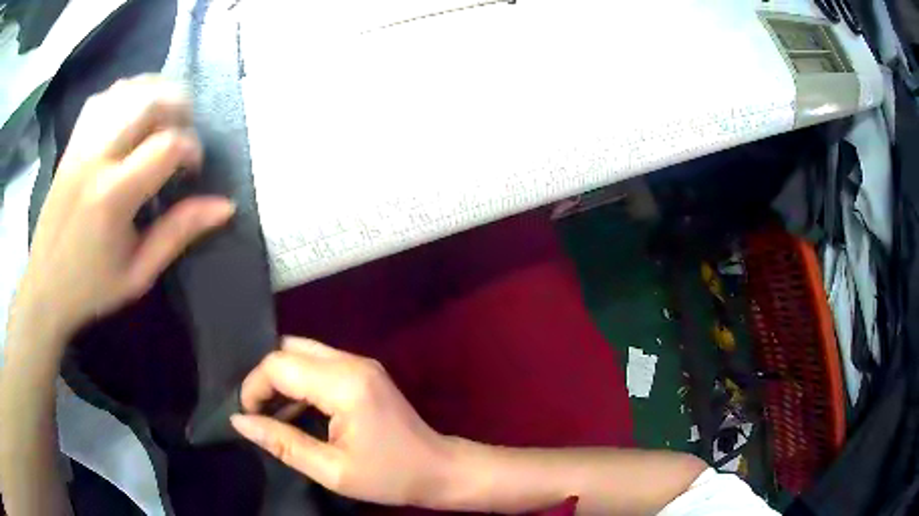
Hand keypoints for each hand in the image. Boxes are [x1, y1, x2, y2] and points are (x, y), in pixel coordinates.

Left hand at [10, 75, 234, 344]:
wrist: (44, 287)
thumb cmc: (91, 288)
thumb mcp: (139, 273)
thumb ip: (179, 233)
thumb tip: (225, 206)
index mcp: (113, 196)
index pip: (167, 145)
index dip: (192, 149)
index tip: (193, 170)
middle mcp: (96, 157)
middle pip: (151, 101)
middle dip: (181, 108)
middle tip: (184, 135)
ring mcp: (81, 143)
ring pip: (129, 89)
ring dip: (157, 94)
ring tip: (165, 117)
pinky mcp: (72, 141)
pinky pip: (105, 97)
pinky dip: (128, 94)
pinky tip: (134, 113)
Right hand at [231, 337, 451, 505]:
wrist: (438, 469)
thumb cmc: (389, 477)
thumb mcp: (331, 470)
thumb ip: (282, 442)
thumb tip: (240, 421)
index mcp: (344, 385)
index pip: (279, 364)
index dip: (254, 386)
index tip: (248, 416)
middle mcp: (351, 362)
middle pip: (289, 350)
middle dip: (265, 378)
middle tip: (258, 413)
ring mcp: (360, 363)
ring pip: (303, 353)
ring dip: (282, 378)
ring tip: (272, 413)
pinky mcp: (364, 371)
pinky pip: (320, 363)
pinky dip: (300, 380)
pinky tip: (296, 409)